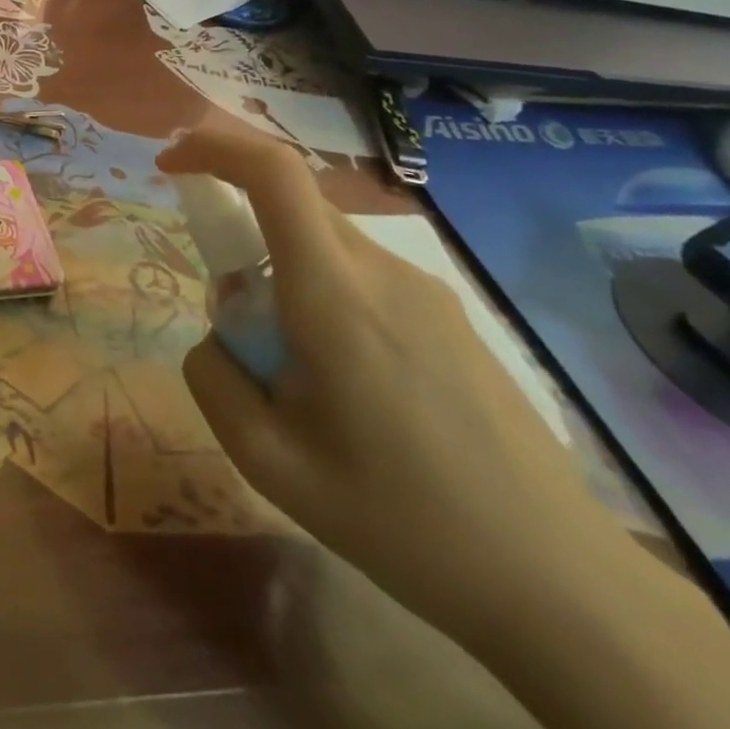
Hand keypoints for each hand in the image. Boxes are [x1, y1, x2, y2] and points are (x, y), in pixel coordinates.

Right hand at [157, 113, 635, 649]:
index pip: (274, 172)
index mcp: (334, 294)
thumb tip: (218, 335)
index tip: (171, 164)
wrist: (558, 582)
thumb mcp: (267, 459)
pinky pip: (360, 273)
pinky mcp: (450, 315)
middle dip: (237, 226)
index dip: (214, 146)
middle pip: (292, 202)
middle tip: (229, 313)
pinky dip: (320, 292)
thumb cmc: (400, 519)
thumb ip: (213, 377)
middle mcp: (383, 271)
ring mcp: (426, 290)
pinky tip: (342, 379)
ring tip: (290, 370)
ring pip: (324, 241)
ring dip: (279, 270)